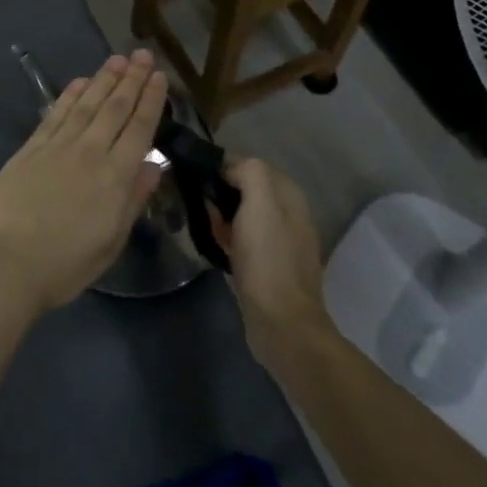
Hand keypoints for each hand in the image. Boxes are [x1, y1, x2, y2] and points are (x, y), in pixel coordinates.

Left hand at [0, 51, 168, 312]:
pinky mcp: (30, 148)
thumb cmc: (64, 265)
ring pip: (86, 104)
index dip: (151, 100)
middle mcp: (89, 152)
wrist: (5, 264)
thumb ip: (133, 200)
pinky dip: (70, 95)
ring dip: (103, 79)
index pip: (139, 128)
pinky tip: (79, 82)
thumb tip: (154, 165)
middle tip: (143, 54)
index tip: (160, 77)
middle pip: (114, 108)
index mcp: (115, 177)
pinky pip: (56, 114)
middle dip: (131, 79)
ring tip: (117, 59)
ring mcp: (57, 146)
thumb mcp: (111, 242)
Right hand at [215, 157, 332, 365]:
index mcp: (289, 194)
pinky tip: (214, 247)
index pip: (249, 164)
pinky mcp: (269, 265)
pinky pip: (242, 239)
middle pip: (245, 189)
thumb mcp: (260, 203)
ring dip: (221, 216)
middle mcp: (289, 213)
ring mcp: (280, 241)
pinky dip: (227, 238)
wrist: (281, 323)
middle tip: (196, 204)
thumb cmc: (267, 259)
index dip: (222, 167)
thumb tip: (229, 166)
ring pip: (242, 214)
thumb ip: (249, 172)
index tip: (197, 177)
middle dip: (219, 193)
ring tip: (201, 225)